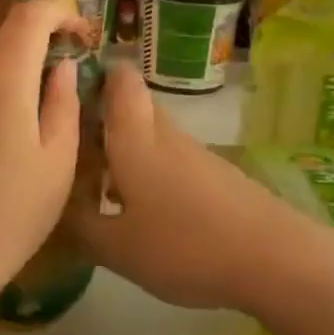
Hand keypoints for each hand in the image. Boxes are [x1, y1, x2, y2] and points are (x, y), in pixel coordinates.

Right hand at [70, 63, 316, 312]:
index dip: (93, 74)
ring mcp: (198, 156)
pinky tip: (145, 215)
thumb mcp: (118, 248)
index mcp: (135, 140)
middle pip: (134, 109)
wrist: (275, 259)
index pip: (119, 80)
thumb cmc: (185, 246)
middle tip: (73, 155)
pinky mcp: (219, 179)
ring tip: (99, 192)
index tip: (66, 95)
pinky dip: (152, 177)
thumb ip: (80, 225)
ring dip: (125, 155)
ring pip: (153, 139)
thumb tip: (57, 204)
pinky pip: (173, 164)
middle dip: (102, 123)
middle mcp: (167, 136)